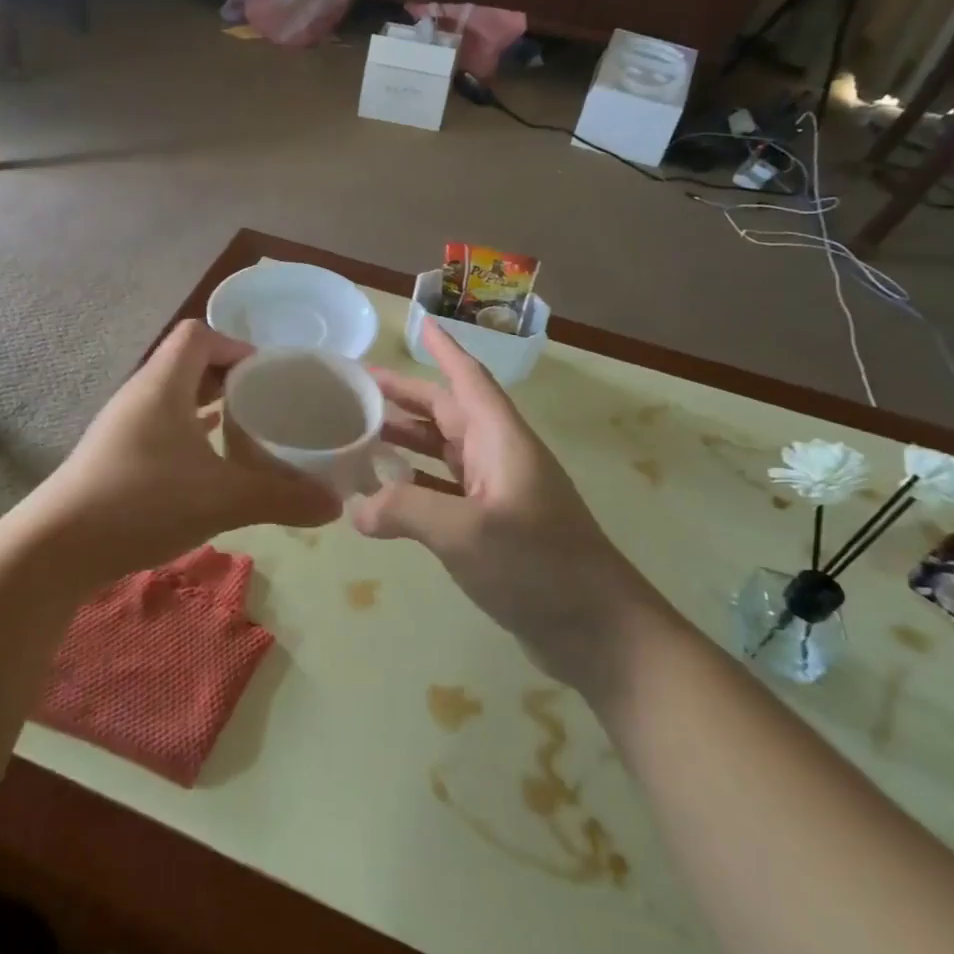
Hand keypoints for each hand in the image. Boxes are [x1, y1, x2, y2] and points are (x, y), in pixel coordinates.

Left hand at [39, 320, 342, 576]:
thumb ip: (282, 497)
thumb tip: (334, 505)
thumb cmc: (141, 502)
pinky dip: (190, 438)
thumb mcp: (223, 499)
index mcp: (162, 385)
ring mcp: (123, 428)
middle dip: (230, 380)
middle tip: (268, 405)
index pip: (198, 335)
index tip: (270, 375)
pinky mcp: (116, 458)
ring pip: (173, 401)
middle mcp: (140, 396)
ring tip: (246, 433)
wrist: (57, 548)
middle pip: (188, 365)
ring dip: (209, 410)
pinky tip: (210, 467)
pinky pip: (161, 430)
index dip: (236, 345)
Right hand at [353, 322, 656, 661]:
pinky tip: (384, 495)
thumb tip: (355, 509)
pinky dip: (414, 485)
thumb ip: (404, 511)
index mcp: (501, 441)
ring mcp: (498, 494)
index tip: (417, 323)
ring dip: (405, 441)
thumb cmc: (539, 566)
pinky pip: (444, 491)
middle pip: (448, 413)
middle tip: (355, 390)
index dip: (444, 350)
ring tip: (359, 435)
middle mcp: (500, 458)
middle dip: (404, 398)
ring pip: (444, 452)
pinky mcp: (493, 528)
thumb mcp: (466, 533)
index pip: (468, 380)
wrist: (598, 631)